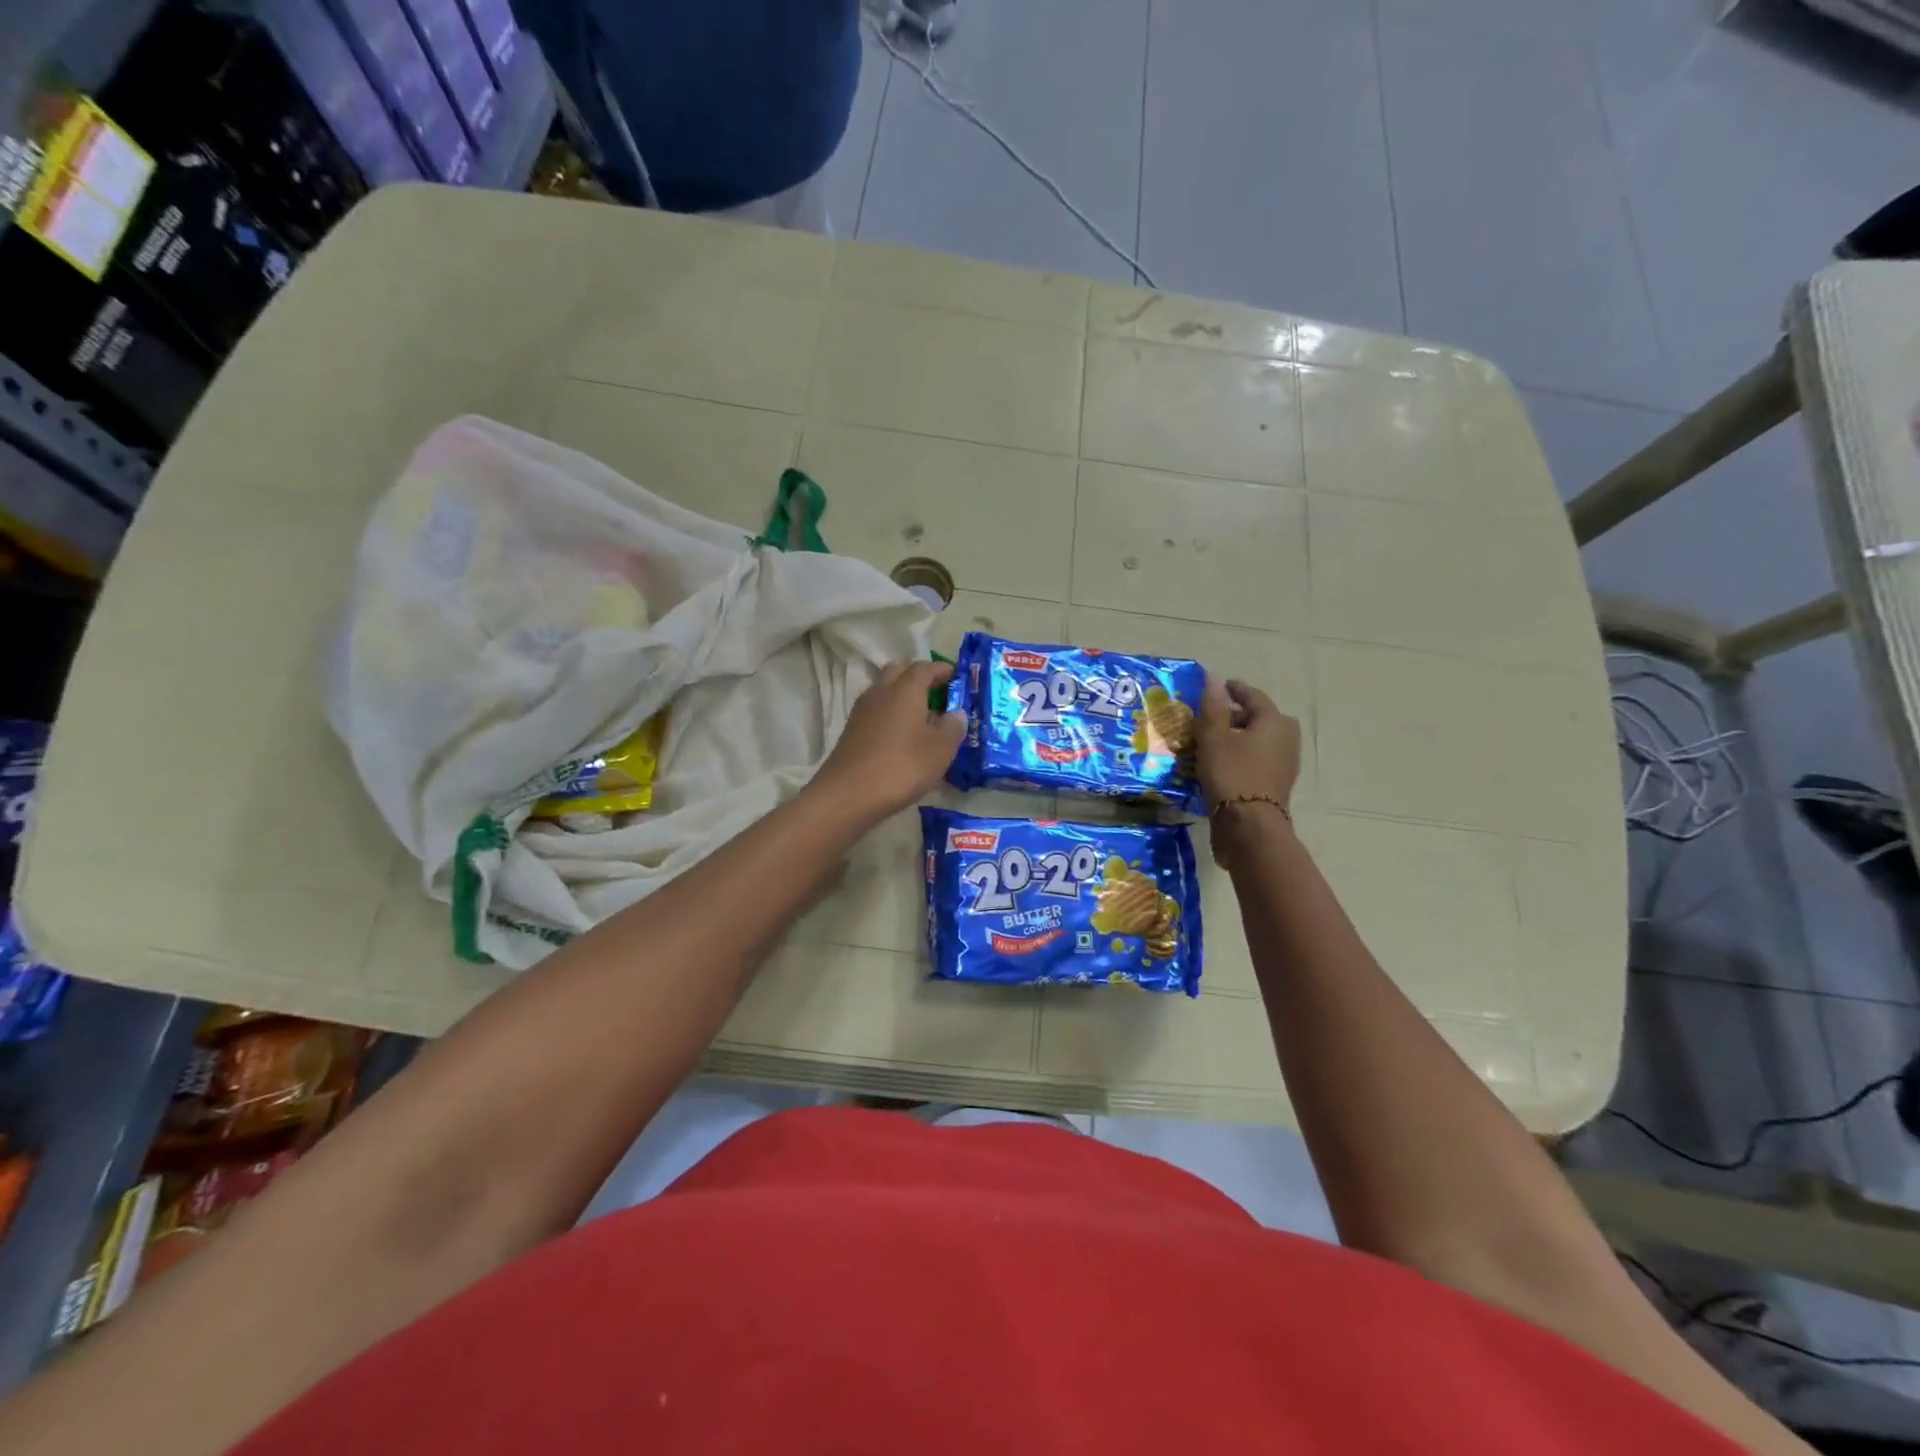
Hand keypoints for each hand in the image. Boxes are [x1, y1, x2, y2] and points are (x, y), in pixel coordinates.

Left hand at [811, 660, 966, 824]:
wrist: (849, 794)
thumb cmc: (902, 766)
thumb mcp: (940, 750)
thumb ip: (953, 728)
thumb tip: (957, 713)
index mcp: (905, 689)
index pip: (924, 668)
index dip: (940, 669)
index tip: (954, 675)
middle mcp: (881, 692)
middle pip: (898, 671)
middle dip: (917, 675)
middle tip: (935, 689)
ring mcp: (862, 710)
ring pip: (884, 690)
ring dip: (901, 694)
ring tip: (920, 713)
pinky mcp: (851, 730)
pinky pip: (875, 710)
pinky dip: (890, 713)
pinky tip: (900, 733)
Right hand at [1195, 675, 1300, 810]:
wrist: (1249, 826)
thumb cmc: (1231, 774)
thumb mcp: (1213, 737)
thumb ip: (1213, 706)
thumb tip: (1214, 678)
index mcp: (1274, 721)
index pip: (1253, 696)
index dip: (1234, 690)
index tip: (1219, 686)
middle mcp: (1286, 738)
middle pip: (1261, 718)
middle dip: (1239, 715)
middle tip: (1215, 716)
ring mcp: (1284, 764)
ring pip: (1260, 741)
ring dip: (1240, 737)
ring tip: (1214, 740)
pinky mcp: (1276, 785)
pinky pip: (1258, 760)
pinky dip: (1242, 755)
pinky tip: (1222, 763)